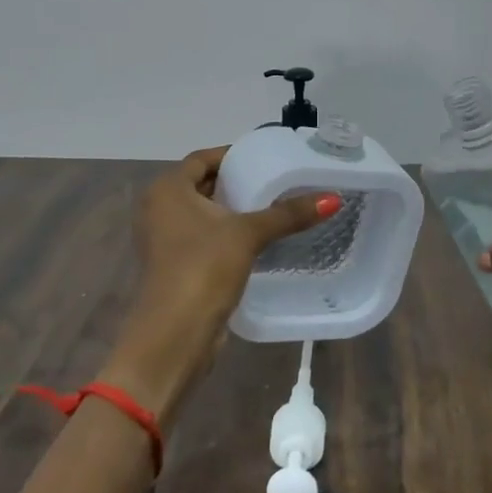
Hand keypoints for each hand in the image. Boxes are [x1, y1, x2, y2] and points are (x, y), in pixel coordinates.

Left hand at [102, 147, 339, 423]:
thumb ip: (288, 214)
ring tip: (272, 207)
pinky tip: (256, 240)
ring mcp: (163, 240)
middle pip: (202, 184)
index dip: (233, 156)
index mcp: (167, 190)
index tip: (265, 158)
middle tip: (274, 181)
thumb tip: (333, 198)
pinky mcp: (173, 266)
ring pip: (202, 214)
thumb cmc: (203, 269)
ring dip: (232, 210)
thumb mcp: (248, 234)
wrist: (174, 336)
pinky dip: (225, 234)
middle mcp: (158, 209)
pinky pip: (202, 238)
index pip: (203, 158)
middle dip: (236, 182)